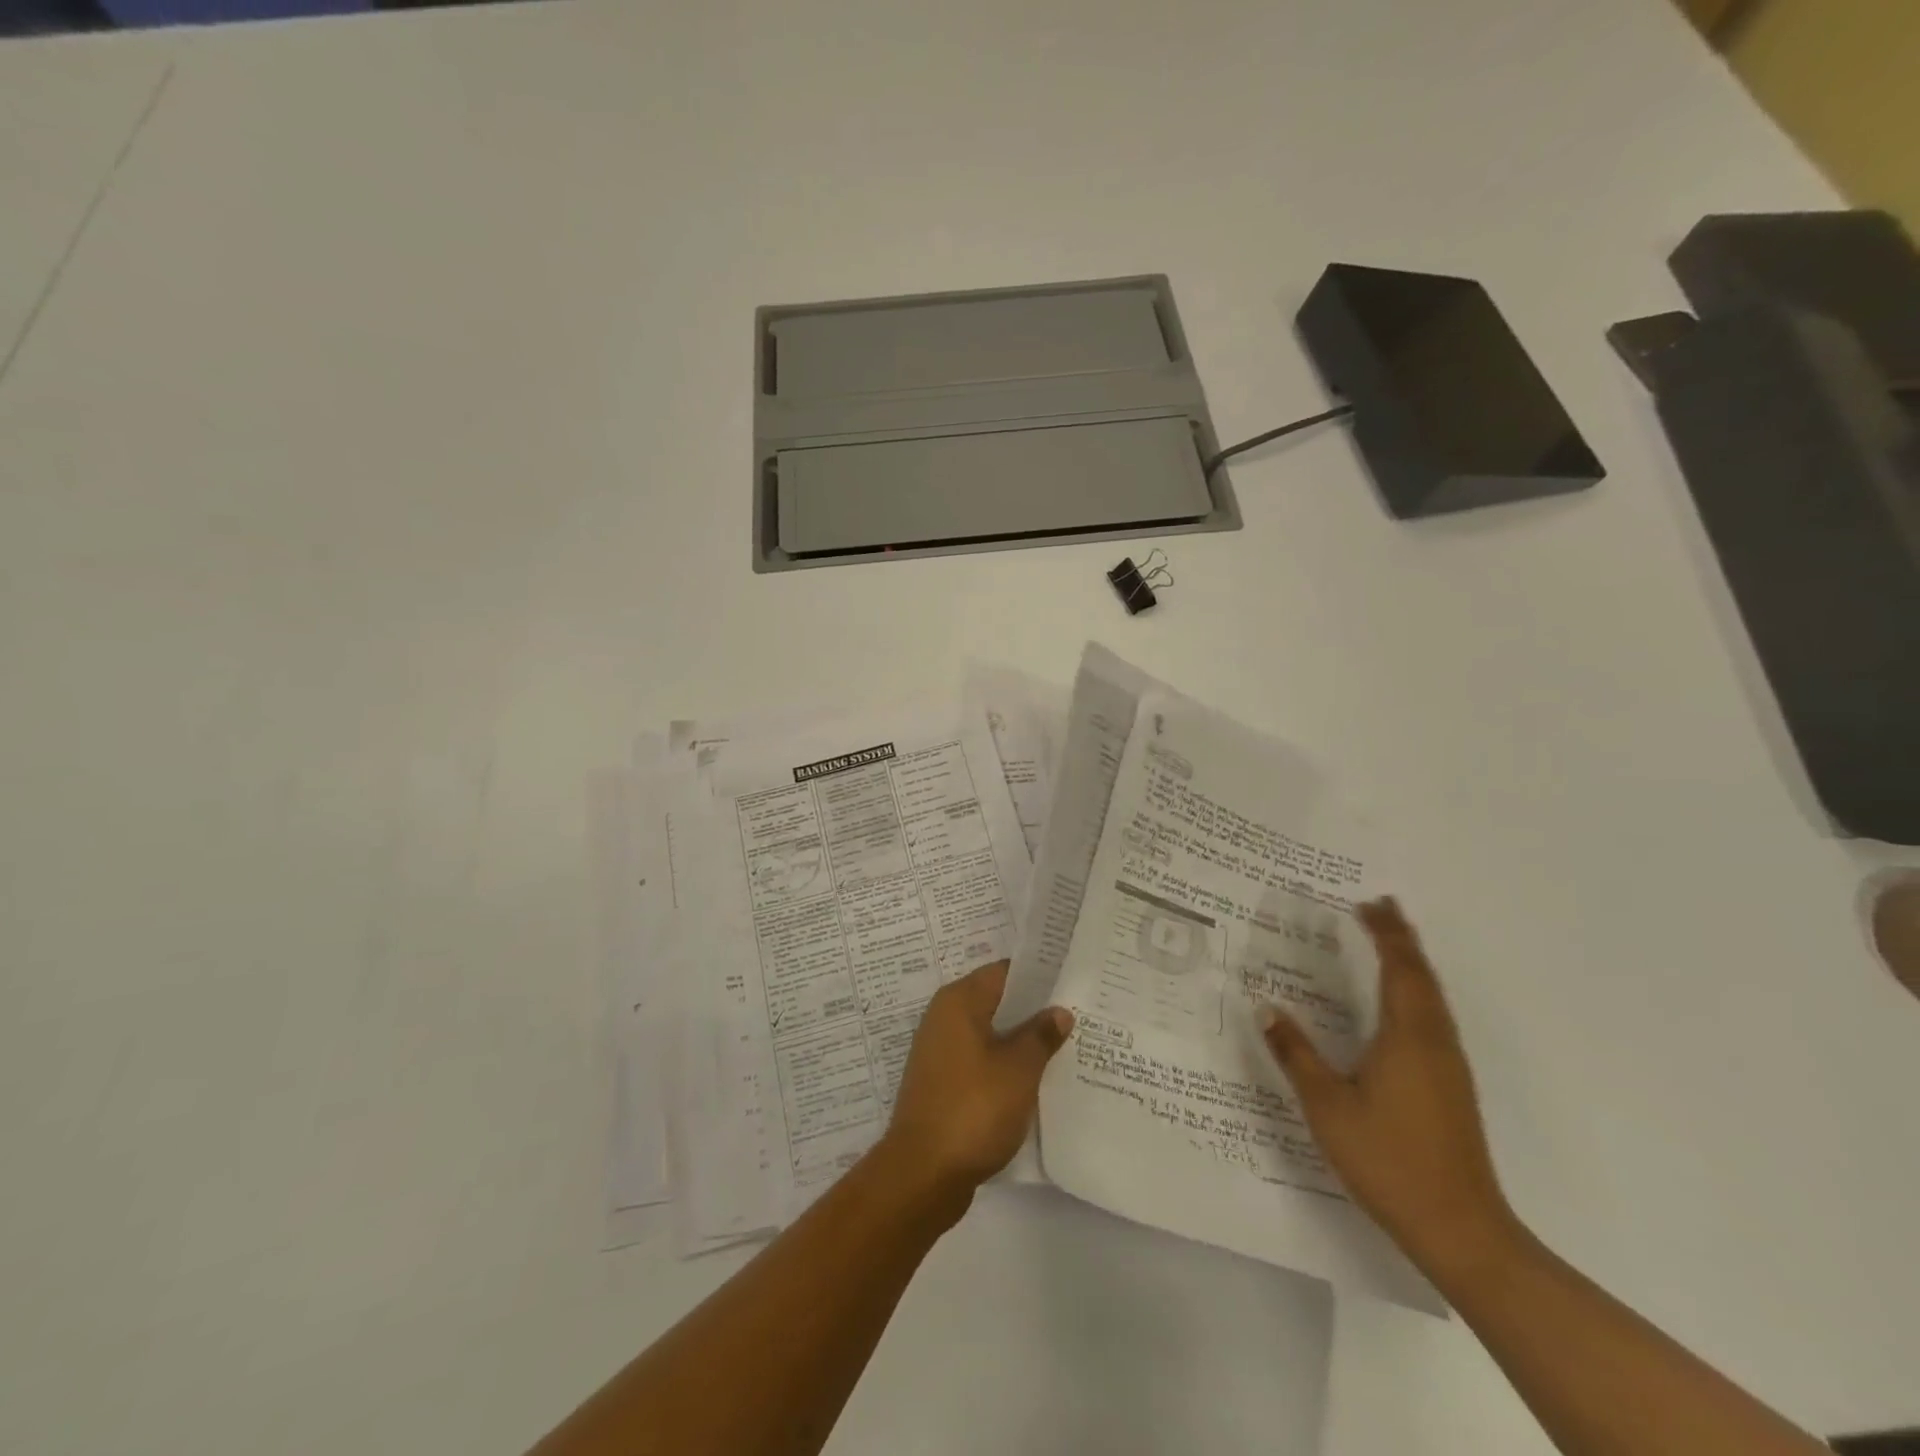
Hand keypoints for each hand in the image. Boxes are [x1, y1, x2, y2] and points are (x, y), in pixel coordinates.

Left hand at [880, 961, 1073, 1204]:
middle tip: (1077, 1014)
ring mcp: (940, 1052)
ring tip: (1064, 1047)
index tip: (1072, 981)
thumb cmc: (973, 1108)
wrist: (923, 1173)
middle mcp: (944, 1018)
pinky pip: (980, 1061)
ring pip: (990, 1034)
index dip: (1040, 976)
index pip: (1004, 972)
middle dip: (1034, 1010)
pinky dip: (1005, 1066)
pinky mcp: (942, 1084)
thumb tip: (1059, 1011)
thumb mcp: (1018, 1069)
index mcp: (959, 1001)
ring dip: (1021, 1041)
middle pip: (996, 1002)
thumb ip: (1041, 1035)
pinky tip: (1035, 1081)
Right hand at [1261, 899, 1517, 1277]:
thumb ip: (1296, 1053)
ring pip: (1433, 997)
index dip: (1384, 933)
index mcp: (1407, 1037)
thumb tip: (1266, 1008)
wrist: (1460, 1229)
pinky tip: (1402, 1001)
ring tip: (1390, 940)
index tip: (1367, 903)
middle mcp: (1434, 1041)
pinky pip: (1434, 1017)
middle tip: (1380, 907)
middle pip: (1422, 976)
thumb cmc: (1388, 1159)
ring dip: (1412, 963)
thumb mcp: (1327, 1105)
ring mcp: (1449, 1065)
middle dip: (1401, 938)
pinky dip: (1417, 990)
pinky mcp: (1452, 1086)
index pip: (1398, 968)